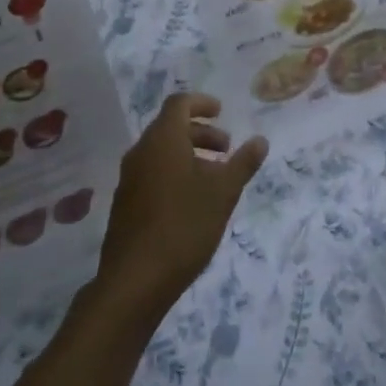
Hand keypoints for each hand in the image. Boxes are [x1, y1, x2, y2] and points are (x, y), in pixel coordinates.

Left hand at [94, 93, 266, 323]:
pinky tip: (192, 202)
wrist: (134, 282)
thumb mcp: (223, 193)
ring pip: (161, 152)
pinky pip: (152, 173)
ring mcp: (129, 179)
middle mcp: (141, 153)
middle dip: (201, 132)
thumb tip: (260, 140)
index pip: (179, 103)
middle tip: (226, 149)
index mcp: (163, 140)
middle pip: (170, 127)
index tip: (222, 113)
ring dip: (189, 154)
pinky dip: (174, 173)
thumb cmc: (183, 226)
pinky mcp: (125, 204)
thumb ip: (242, 163)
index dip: (202, 103)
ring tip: (215, 178)